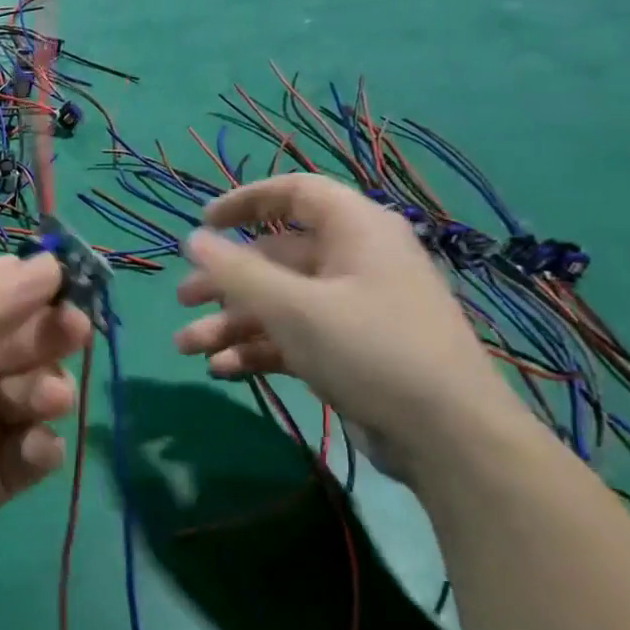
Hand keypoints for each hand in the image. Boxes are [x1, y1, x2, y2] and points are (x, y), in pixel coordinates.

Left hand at [0, 255, 88, 603]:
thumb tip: (50, 264)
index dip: (37, 281)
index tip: (74, 284)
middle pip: (28, 336)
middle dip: (51, 335)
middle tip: (74, 334)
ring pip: (39, 390)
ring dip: (50, 389)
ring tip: (46, 401)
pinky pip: (36, 450)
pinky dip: (42, 447)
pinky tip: (31, 452)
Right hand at [173, 174, 519, 475]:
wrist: (447, 436)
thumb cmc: (369, 349)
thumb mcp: (293, 307)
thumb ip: (237, 271)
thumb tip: (193, 238)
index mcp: (355, 230)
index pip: (295, 193)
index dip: (245, 202)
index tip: (203, 223)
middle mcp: (354, 261)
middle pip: (275, 257)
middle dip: (224, 281)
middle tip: (183, 300)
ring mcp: (353, 308)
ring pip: (278, 302)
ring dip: (231, 322)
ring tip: (189, 347)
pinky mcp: (349, 349)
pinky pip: (293, 336)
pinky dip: (257, 349)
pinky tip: (223, 370)